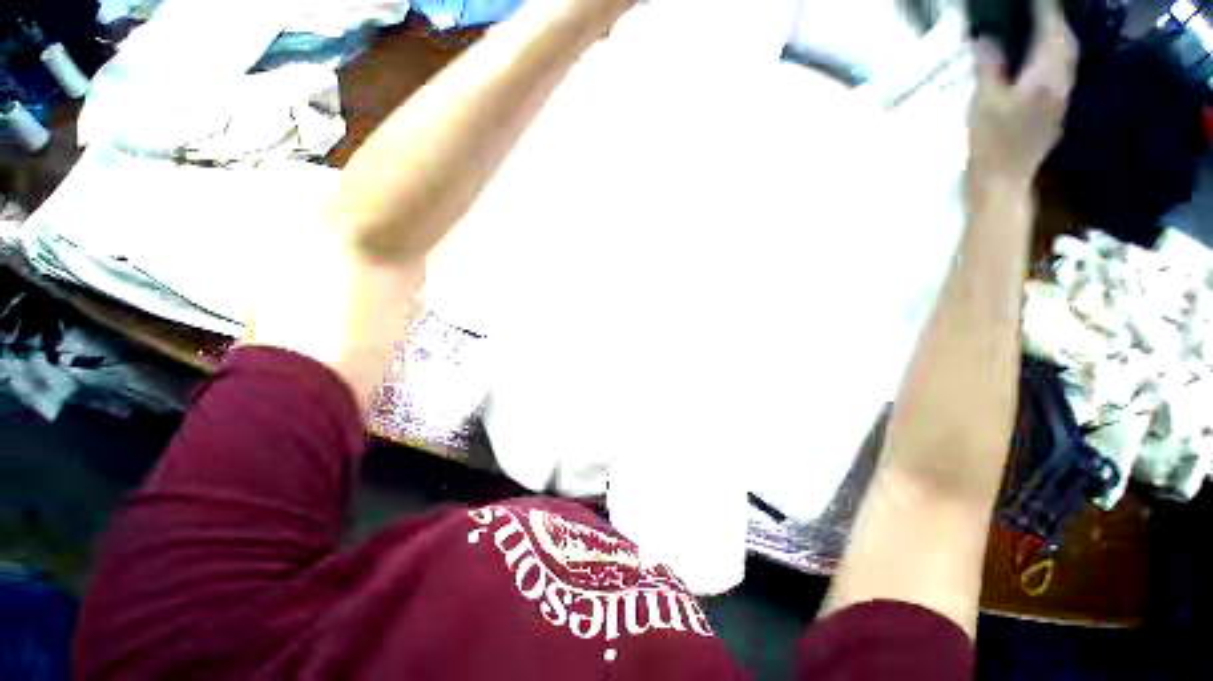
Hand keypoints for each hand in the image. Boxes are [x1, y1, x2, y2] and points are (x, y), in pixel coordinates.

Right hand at [968, 0, 1076, 187]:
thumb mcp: (983, 103)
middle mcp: (1060, 84)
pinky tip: (1040, 63)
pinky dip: (1053, 61)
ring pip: (1066, 60)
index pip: (1051, 32)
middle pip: (1066, 44)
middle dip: (1055, 24)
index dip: (1045, 10)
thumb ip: (988, 68)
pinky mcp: (1054, 114)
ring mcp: (1060, 101)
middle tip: (1039, 12)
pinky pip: (1061, 76)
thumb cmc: (991, 143)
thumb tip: (985, 39)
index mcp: (1045, 78)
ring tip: (1040, 32)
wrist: (1004, 182)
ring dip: (1057, 42)